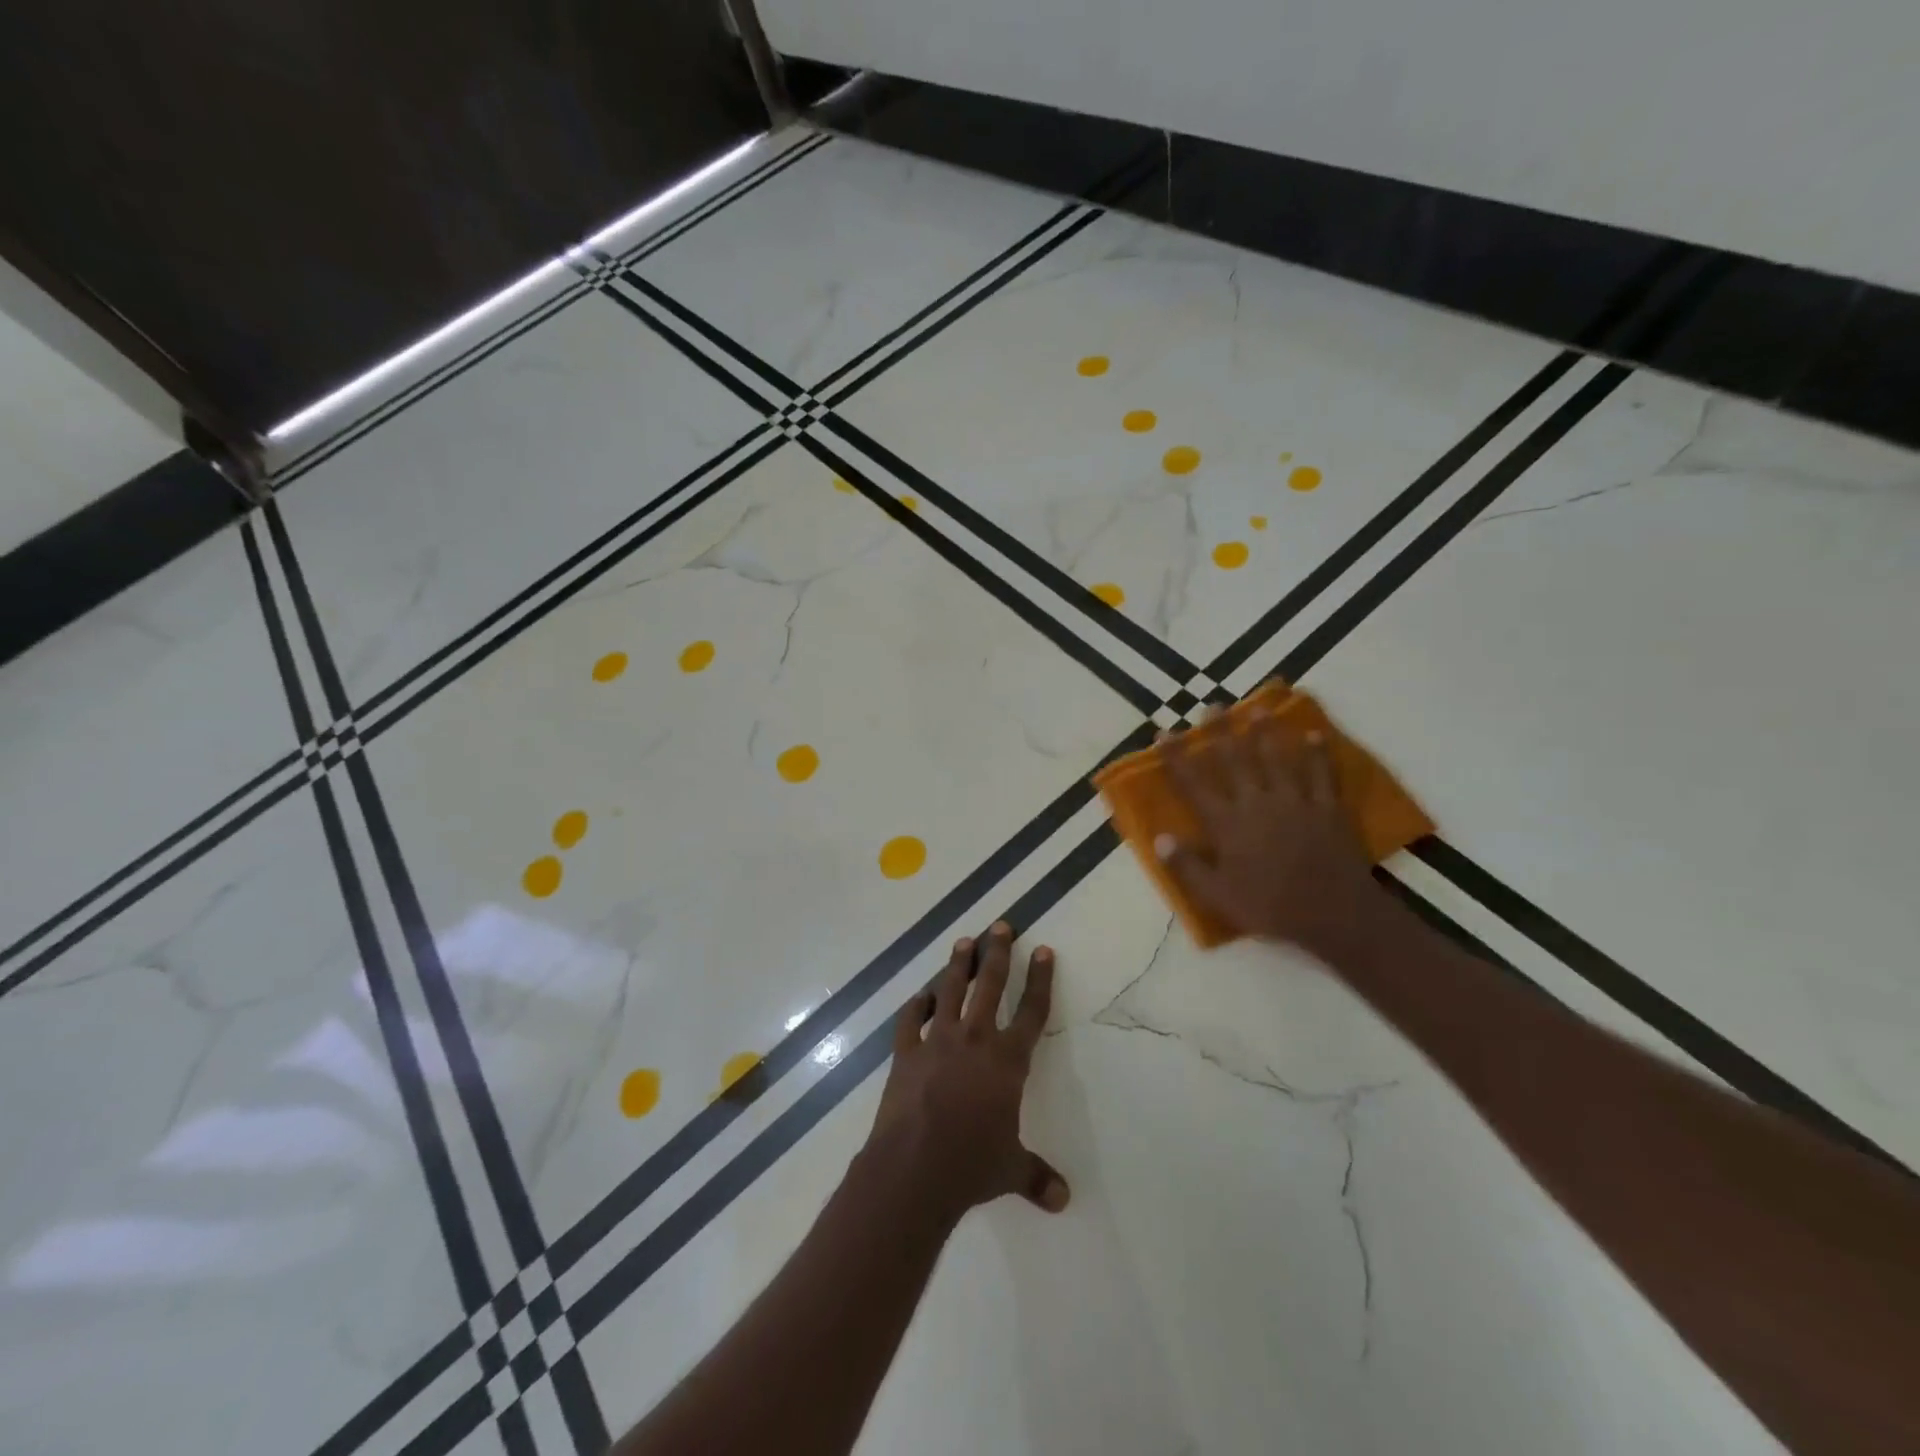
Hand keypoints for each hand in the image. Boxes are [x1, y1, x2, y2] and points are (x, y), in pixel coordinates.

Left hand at [864, 922, 1069, 1223]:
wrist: (915, 1168)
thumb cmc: (972, 1165)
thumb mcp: (1011, 1170)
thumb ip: (1036, 1178)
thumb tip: (1064, 1201)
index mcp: (1008, 1061)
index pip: (1032, 1012)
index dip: (1040, 980)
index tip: (1044, 951)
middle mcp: (976, 1040)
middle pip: (990, 985)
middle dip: (998, 953)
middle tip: (1000, 926)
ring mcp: (938, 1041)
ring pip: (951, 991)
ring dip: (958, 965)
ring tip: (963, 942)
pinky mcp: (906, 1052)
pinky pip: (911, 1020)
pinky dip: (916, 1006)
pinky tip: (920, 996)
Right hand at [1154, 721, 1381, 952]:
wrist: (1333, 913)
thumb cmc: (1269, 906)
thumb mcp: (1217, 894)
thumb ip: (1186, 866)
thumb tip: (1159, 838)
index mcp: (1226, 823)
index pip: (1192, 783)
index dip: (1176, 757)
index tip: (1163, 733)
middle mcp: (1256, 802)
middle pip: (1234, 759)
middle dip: (1220, 731)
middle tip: (1212, 706)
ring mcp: (1294, 801)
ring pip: (1276, 758)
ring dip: (1265, 732)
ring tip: (1258, 708)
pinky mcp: (1326, 808)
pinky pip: (1321, 774)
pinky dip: (1317, 753)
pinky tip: (1314, 735)